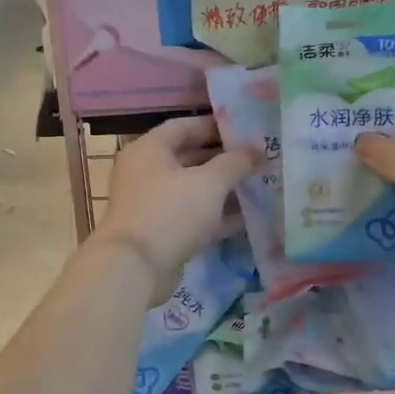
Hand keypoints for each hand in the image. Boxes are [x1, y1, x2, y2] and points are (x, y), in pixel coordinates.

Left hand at [97, 116, 255, 297]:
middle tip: (258, 158)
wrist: (135, 268)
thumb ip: (235, 162)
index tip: (246, 129)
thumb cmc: (170, 212)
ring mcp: (151, 203)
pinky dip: (215, 215)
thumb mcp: (209, 183)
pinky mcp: (160, 231)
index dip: (215, 125)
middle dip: (223, 159)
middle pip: (188, 157)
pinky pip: (191, 215)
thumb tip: (256, 148)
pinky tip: (247, 217)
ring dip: (222, 188)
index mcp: (149, 149)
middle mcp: (145, 172)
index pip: (183, 126)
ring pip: (192, 189)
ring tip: (258, 184)